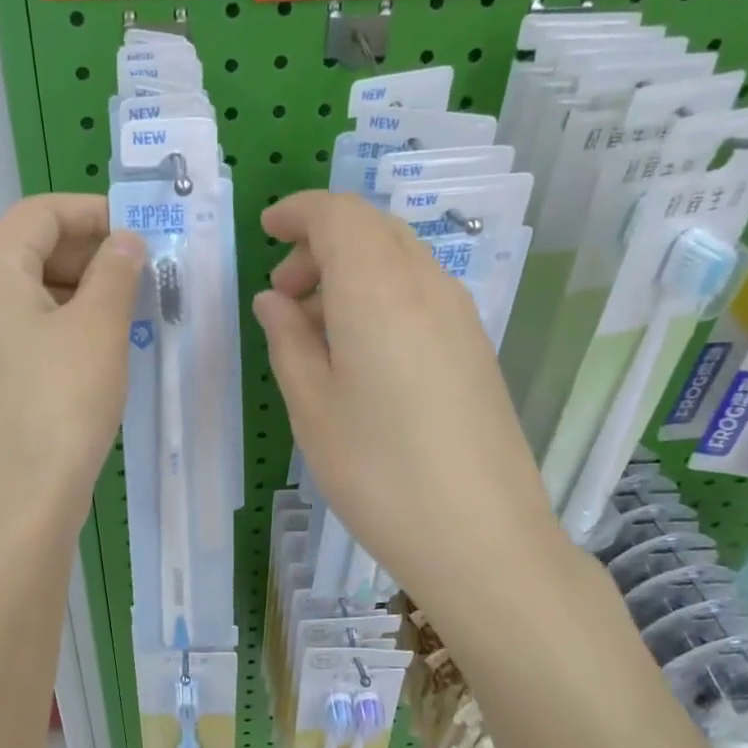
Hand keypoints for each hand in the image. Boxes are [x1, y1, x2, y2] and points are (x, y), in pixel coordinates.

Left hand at [0, 194, 145, 537]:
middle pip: (32, 249)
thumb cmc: (61, 402)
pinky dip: (72, 325)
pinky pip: (36, 333)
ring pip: (37, 294)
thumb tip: (125, 241)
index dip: (88, 210)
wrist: (22, 500)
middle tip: (142, 272)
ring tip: (133, 309)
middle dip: (90, 251)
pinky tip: (107, 349)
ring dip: (85, 291)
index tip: (136, 232)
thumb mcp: (99, 328)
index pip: (36, 213)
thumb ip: (115, 272)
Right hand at [253, 191, 574, 610]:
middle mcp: (426, 284)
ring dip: (351, 270)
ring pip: (398, 258)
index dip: (298, 211)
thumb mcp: (312, 405)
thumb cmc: (377, 471)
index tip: (266, 230)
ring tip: (315, 329)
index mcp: (377, 289)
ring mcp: (459, 314)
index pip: (338, 214)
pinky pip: (419, 290)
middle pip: (371, 229)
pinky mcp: (475, 345)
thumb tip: (275, 300)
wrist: (481, 536)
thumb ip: (288, 339)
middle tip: (284, 295)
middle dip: (321, 243)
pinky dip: (380, 294)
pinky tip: (359, 350)